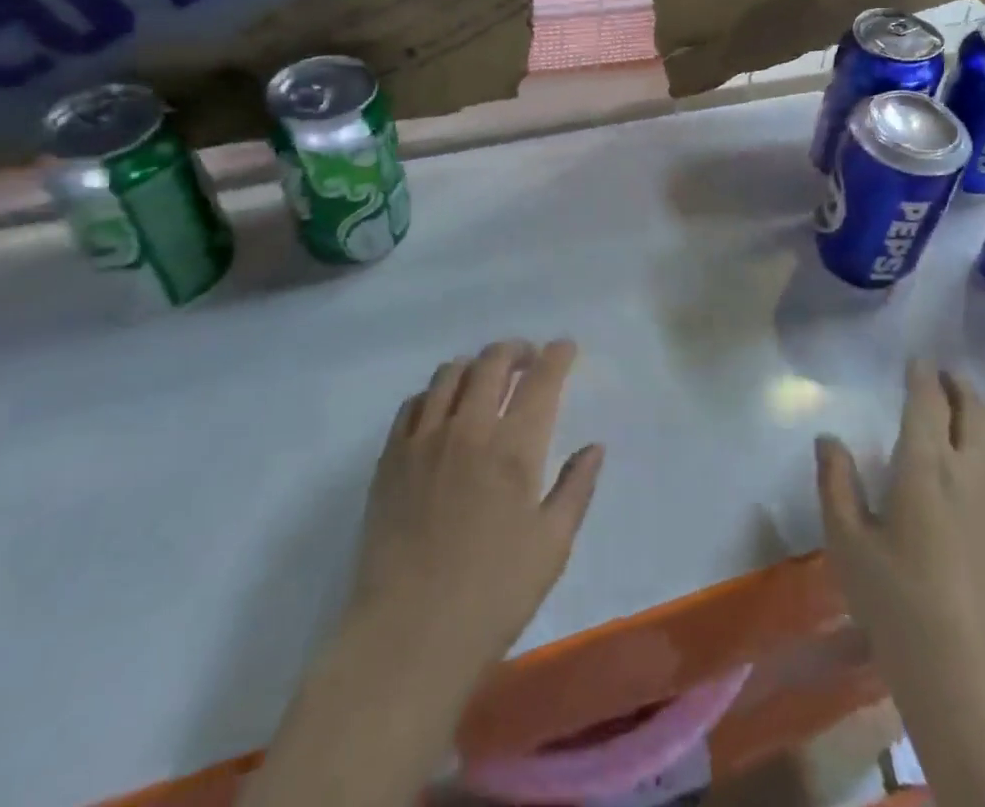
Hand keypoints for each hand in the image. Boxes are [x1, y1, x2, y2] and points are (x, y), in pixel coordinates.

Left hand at [343, 338, 604, 682]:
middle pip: (492, 362)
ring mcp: (424, 440)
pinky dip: (435, 393)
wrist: (406, 637)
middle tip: (528, 359)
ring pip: (450, 373)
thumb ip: (575, 488)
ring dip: (475, 365)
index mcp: (515, 448)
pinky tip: (443, 410)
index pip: (541, 379)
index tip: (565, 347)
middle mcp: (470, 429)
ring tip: (486, 379)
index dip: (557, 355)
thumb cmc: (492, 596)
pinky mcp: (390, 458)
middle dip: (516, 350)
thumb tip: (594, 447)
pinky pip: (413, 403)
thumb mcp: (552, 547)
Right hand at [817, 367, 984, 806]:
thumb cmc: (899, 607)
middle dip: (958, 385)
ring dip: (983, 409)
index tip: (916, 360)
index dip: (922, 375)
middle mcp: (972, 470)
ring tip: (966, 405)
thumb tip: (828, 438)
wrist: (975, 679)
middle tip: (942, 376)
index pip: (928, 401)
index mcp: (926, 466)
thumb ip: (836, 484)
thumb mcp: (848, 545)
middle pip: (974, 409)